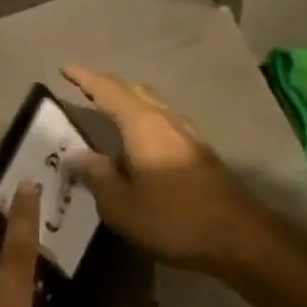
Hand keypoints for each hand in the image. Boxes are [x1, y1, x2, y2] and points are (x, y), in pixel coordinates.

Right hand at [59, 65, 271, 276]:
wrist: (240, 238)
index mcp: (144, 126)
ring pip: (154, 105)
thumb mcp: (122, 206)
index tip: (66, 68)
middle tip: (85, 86)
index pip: (109, 92)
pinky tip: (141, 139)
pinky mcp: (201, 154)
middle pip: (136, 91)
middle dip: (109, 85)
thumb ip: (97, 177)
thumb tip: (76, 156)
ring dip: (130, 100)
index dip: (86, 79)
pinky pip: (164, 122)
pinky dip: (144, 119)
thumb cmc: (174, 219)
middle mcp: (167, 121)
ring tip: (110, 108)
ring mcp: (189, 136)